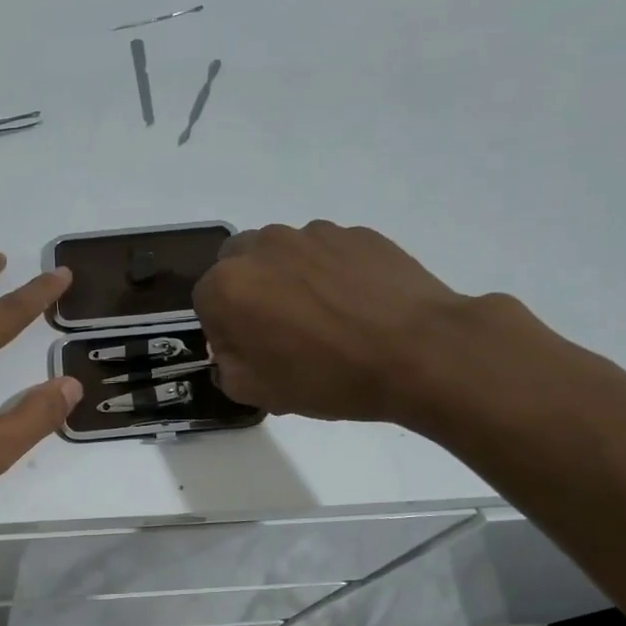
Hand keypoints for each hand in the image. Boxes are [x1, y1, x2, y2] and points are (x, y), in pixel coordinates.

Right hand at [192, 221, 482, 425]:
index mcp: (229, 285)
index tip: (251, 352)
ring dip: (289, 279)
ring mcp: (312, 233)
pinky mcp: (356, 232)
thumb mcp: (261, 393)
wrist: (420, 353)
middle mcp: (263, 246)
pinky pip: (327, 252)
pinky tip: (357, 306)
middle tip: (281, 329)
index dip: (224, 330)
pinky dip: (331, 273)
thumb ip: (228, 369)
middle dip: (250, 293)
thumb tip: (234, 352)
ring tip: (326, 317)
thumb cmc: (329, 377)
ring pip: (283, 254)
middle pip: (239, 265)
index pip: (205, 302)